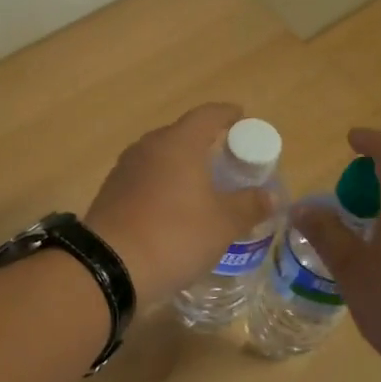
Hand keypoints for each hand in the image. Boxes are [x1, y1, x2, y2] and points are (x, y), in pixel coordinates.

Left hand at [85, 104, 273, 306]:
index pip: (207, 115)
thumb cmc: (175, 235)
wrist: (110, 266)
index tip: (242, 118)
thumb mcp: (223, 224)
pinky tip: (172, 208)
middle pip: (181, 135)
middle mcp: (148, 147)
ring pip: (160, 158)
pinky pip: (144, 179)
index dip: (227, 114)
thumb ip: (249, 205)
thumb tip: (270, 196)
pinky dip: (162, 186)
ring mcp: (124, 170)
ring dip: (181, 166)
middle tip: (227, 161)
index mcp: (178, 143)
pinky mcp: (110, 193)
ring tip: (201, 186)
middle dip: (205, 143)